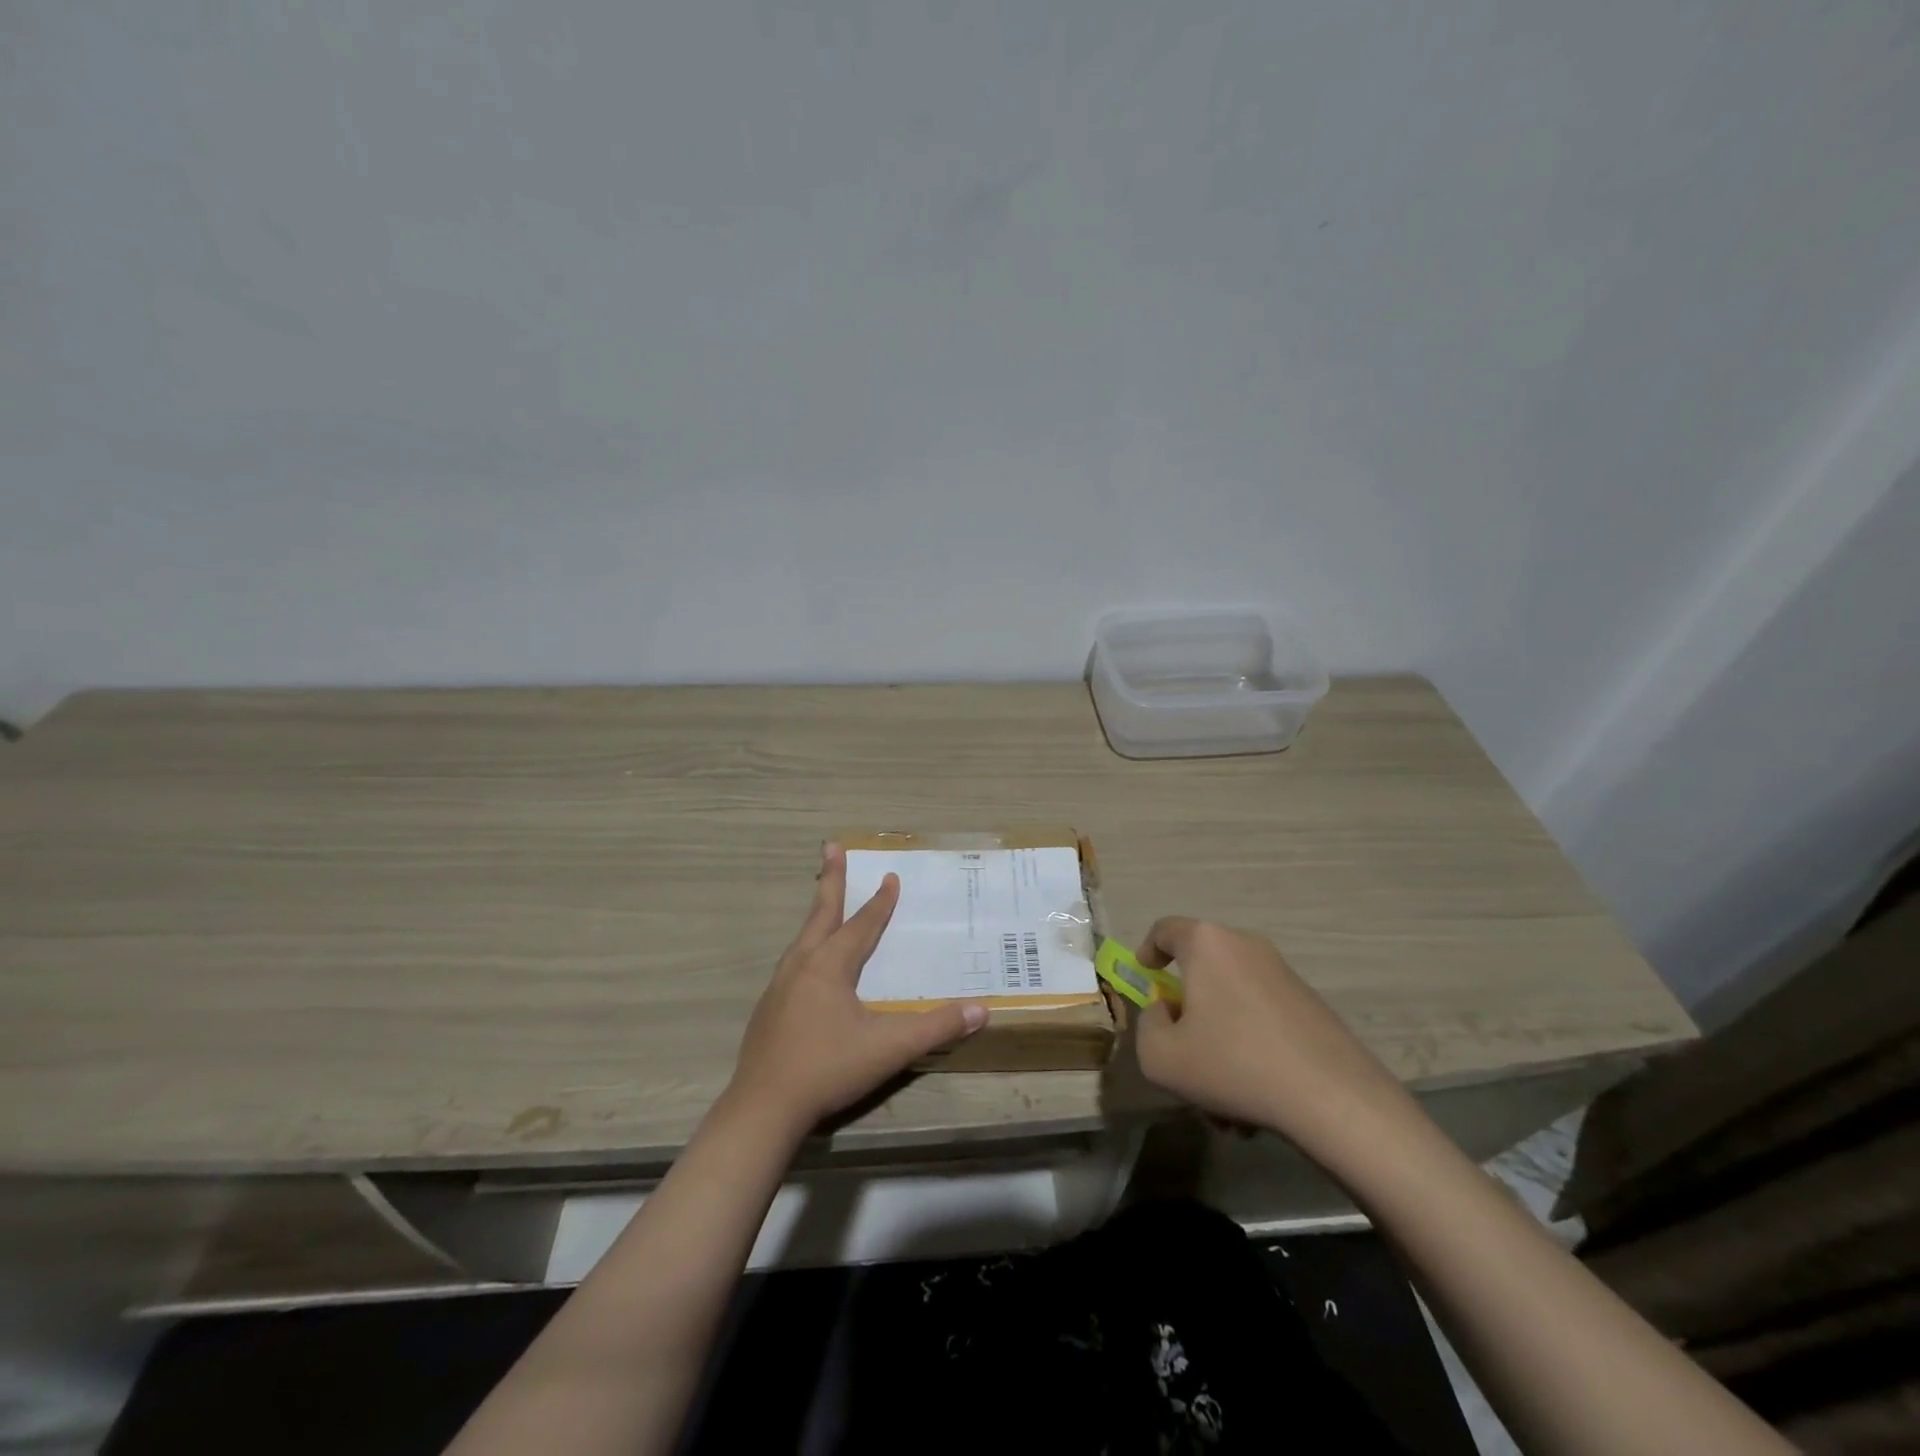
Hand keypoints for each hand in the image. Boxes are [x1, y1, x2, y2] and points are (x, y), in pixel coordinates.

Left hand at [727, 844, 987, 1133]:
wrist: (763, 1108)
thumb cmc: (828, 1068)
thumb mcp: (889, 1047)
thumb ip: (936, 1027)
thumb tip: (982, 1009)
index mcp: (829, 965)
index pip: (861, 925)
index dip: (880, 902)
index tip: (890, 876)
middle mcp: (802, 965)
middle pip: (821, 913)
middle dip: (830, 879)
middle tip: (831, 847)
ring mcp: (780, 986)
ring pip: (803, 937)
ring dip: (817, 912)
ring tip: (825, 900)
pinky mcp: (769, 1008)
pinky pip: (794, 962)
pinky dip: (807, 944)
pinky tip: (811, 962)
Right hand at [1133, 918, 1413, 1160]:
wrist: (1333, 1099)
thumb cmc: (1232, 1064)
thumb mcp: (1160, 1057)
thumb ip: (1147, 1026)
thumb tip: (1167, 1013)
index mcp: (1207, 943)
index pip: (1165, 930)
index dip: (1148, 950)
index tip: (1145, 976)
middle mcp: (1246, 947)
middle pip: (1201, 973)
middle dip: (1187, 1016)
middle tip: (1181, 1054)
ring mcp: (1283, 975)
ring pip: (1232, 1005)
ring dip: (1218, 1045)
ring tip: (1223, 1106)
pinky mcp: (1311, 1006)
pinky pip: (1262, 1020)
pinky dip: (1249, 1051)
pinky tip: (1255, 1105)